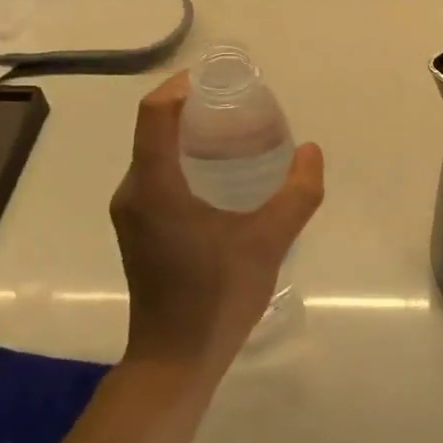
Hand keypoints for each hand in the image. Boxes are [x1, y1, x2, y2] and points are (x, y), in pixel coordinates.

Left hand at [110, 71, 324, 370]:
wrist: (175, 360)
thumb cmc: (217, 296)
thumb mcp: (270, 241)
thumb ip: (297, 193)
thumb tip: (311, 151)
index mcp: (154, 186)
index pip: (155, 113)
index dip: (183, 87)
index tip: (222, 82)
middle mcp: (133, 192)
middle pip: (155, 130)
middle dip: (196, 110)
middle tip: (243, 110)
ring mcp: (131, 214)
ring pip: (156, 155)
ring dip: (191, 138)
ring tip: (238, 139)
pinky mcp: (138, 231)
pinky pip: (157, 177)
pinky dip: (185, 163)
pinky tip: (223, 179)